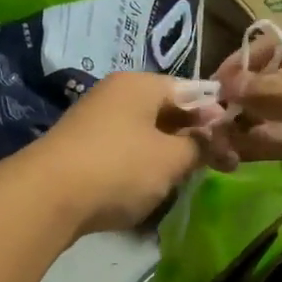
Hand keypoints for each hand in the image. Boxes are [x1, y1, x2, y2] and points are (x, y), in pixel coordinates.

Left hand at [27, 71, 205, 235]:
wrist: (47, 197)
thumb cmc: (120, 168)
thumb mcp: (172, 159)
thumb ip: (199, 146)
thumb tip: (210, 138)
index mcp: (141, 84)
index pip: (192, 90)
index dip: (216, 116)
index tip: (234, 142)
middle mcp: (116, 94)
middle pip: (167, 110)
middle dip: (194, 136)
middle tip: (218, 164)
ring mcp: (95, 121)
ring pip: (146, 132)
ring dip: (169, 153)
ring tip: (186, 178)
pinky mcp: (82, 149)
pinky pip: (124, 150)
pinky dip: (142, 164)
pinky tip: (151, 185)